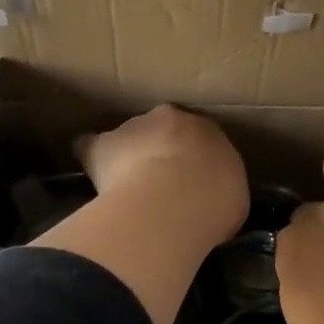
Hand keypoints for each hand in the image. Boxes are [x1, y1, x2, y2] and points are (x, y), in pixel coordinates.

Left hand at [74, 105, 248, 250]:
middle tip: (160, 183)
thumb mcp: (233, 202)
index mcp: (210, 131)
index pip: (201, 139)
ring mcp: (135, 127)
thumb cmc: (214, 204)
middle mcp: (173, 119)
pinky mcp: (102, 143)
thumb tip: (209, 202)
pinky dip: (91, 160)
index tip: (192, 182)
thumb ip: (220, 192)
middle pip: (163, 129)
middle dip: (160, 150)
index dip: (194, 160)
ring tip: (125, 187)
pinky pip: (91, 148)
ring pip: (129, 137)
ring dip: (128, 156)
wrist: (173, 203)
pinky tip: (91, 178)